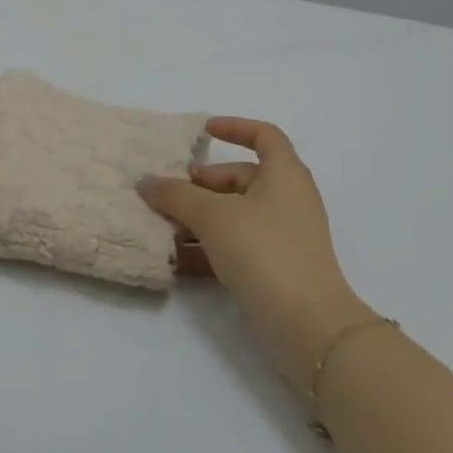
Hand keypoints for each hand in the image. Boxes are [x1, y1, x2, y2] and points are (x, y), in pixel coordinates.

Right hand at [140, 118, 373, 393]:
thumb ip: (176, 195)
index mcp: (285, 174)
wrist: (307, 324)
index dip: (235, 128)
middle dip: (201, 185)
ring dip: (198, 220)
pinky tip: (173, 260)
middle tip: (166, 194)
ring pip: (234, 216)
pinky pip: (234, 248)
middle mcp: (287, 199)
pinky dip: (207, 249)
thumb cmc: (265, 251)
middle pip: (240, 179)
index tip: (203, 132)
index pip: (264, 135)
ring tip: (160, 228)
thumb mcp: (214, 216)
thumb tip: (146, 182)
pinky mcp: (273, 268)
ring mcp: (282, 236)